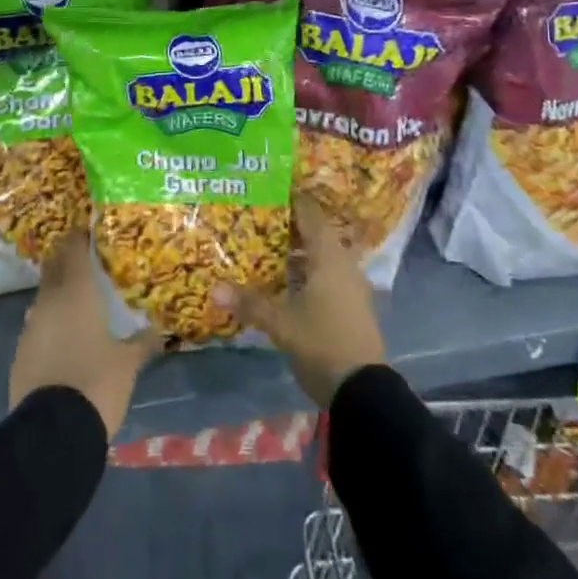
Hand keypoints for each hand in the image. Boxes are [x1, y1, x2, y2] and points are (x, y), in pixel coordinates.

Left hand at [9, 234, 161, 438]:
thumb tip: (159, 331)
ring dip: (58, 292)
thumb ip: (142, 342)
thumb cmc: (96, 382)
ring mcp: (31, 325)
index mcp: (76, 291)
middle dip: (67, 259)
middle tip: (86, 260)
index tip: (89, 231)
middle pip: (55, 267)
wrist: (52, 430)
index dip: (80, 237)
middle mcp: (49, 300)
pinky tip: (64, 336)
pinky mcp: (20, 351)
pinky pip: (38, 324)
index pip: (74, 249)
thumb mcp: (128, 363)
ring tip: (79, 299)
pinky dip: (50, 321)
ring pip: (44, 296)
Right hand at [213, 195, 386, 406]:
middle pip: (315, 232)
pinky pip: (326, 274)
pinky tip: (285, 279)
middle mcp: (343, 262)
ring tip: (265, 244)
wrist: (363, 391)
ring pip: (321, 255)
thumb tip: (213, 289)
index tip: (266, 187)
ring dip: (297, 249)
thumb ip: (249, 303)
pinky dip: (306, 270)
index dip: (290, 198)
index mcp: (329, 255)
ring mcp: (350, 285)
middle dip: (288, 224)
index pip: (309, 212)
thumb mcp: (280, 322)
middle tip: (258, 215)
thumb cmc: (322, 342)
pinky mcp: (351, 305)